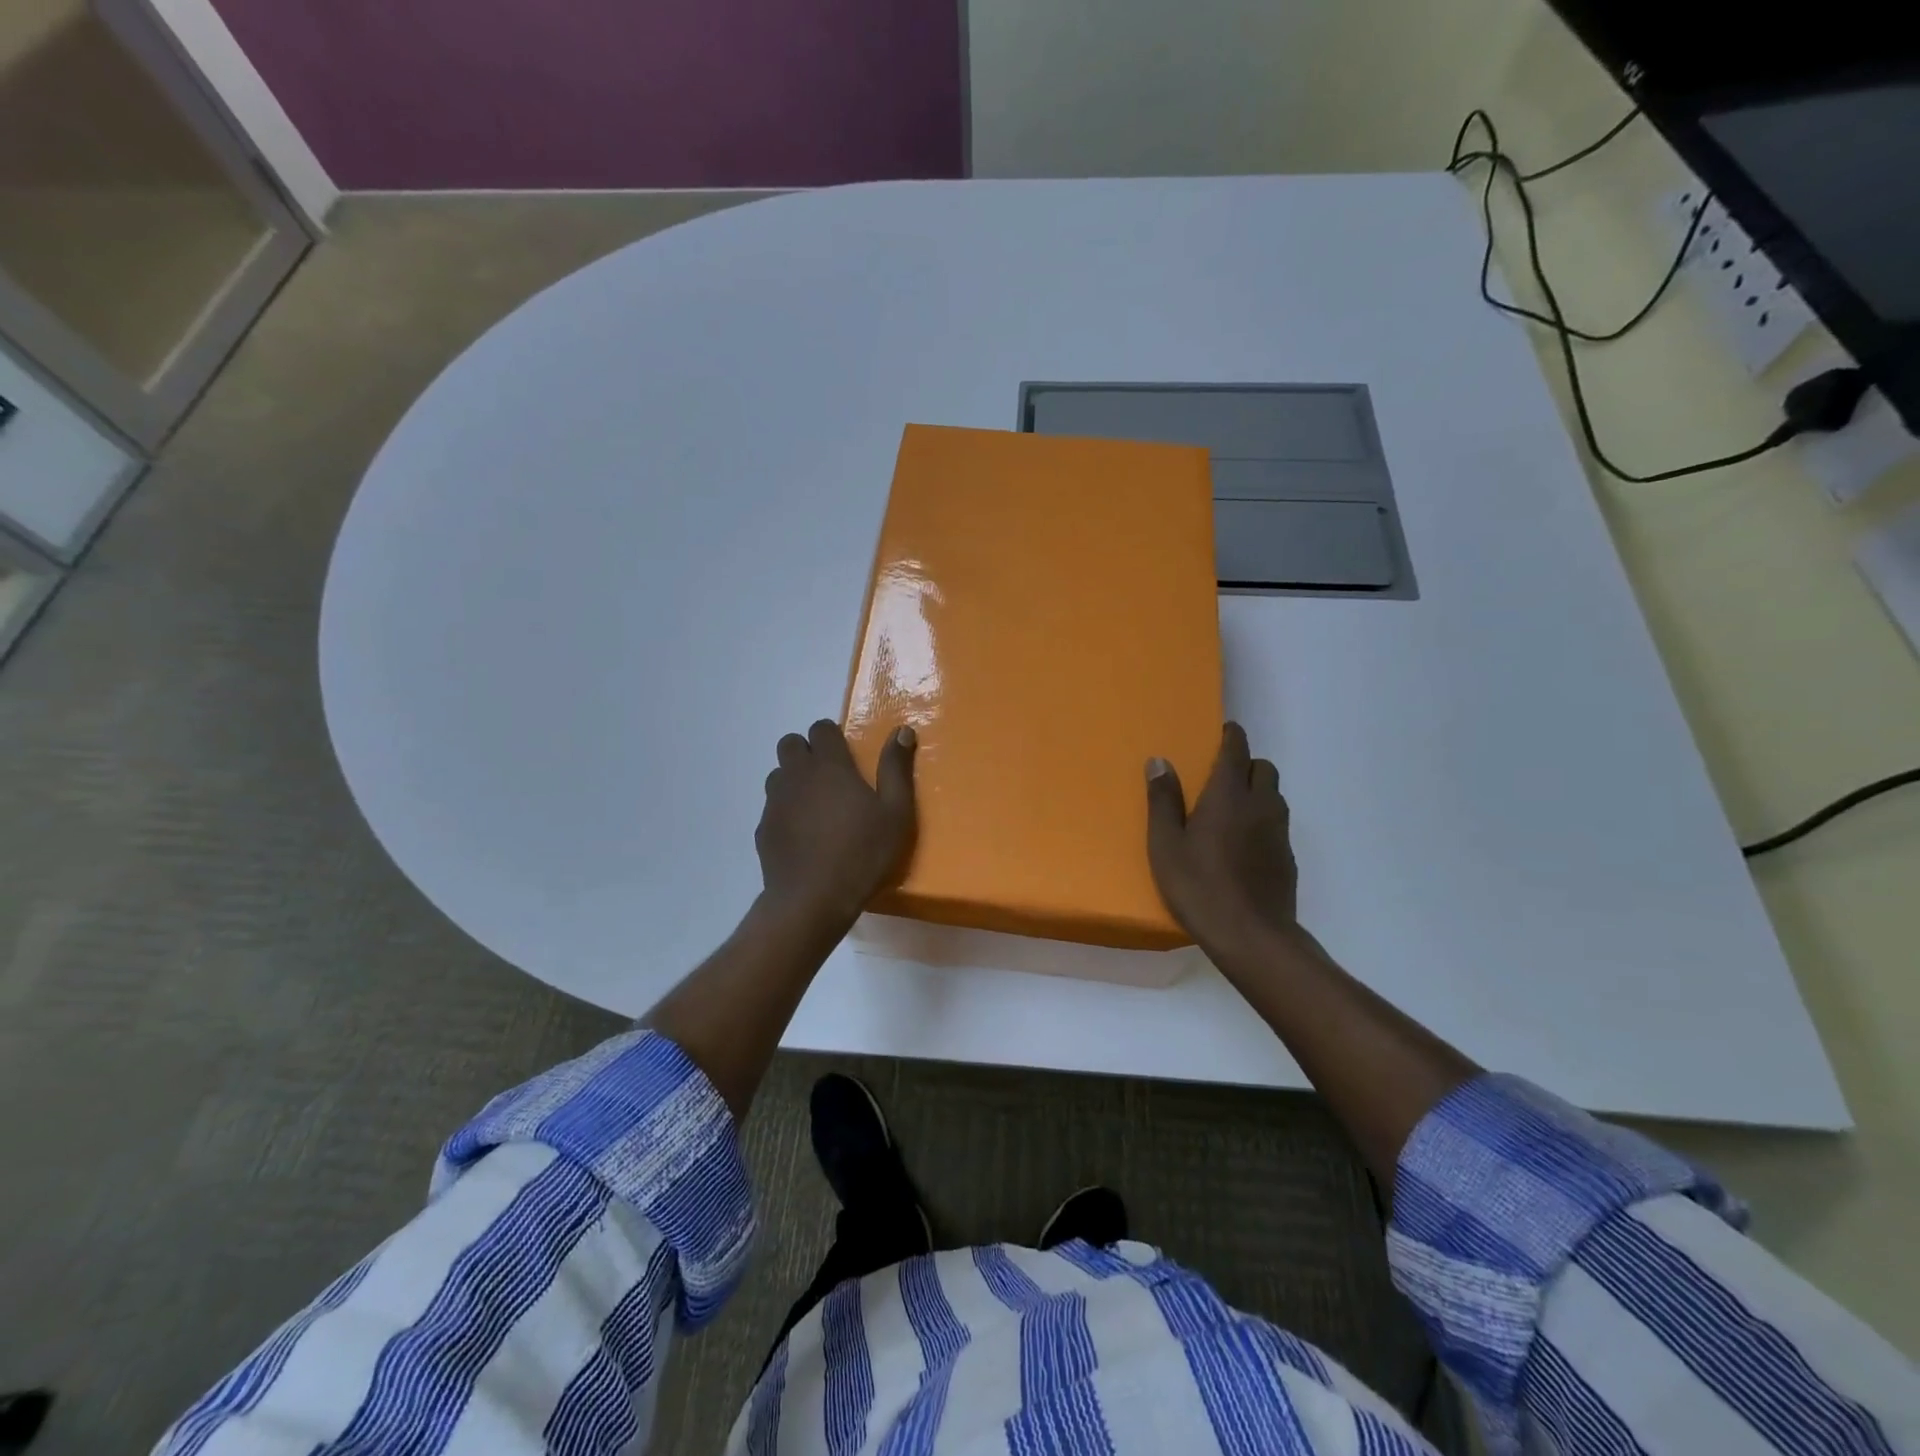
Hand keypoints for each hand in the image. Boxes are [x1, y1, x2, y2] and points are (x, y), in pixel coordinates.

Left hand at [756, 718, 916, 930]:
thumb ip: (896, 768)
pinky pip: (772, 807)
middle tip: (831, 778)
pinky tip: (803, 836)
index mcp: (829, 766)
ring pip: (779, 775)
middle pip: (791, 744)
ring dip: (794, 780)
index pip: (821, 728)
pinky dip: (786, 812)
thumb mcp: (895, 812)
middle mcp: (797, 775)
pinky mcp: (763, 829)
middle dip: (807, 752)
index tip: (847, 757)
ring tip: (816, 807)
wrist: (812, 899)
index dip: (832, 737)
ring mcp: (775, 802)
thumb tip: (902, 731)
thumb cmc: (862, 853)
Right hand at [1146, 722, 1299, 960]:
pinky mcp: (1287, 857)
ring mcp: (1279, 832)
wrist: (1251, 935)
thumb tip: (1159, 761)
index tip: (1224, 730)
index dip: (1232, 736)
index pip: (1237, 750)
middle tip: (1221, 776)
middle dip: (1245, 763)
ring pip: (1274, 795)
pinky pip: (1277, 823)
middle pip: (1263, 768)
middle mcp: (1260, 805)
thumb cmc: (1199, 885)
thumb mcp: (1166, 845)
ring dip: (1257, 790)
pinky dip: (1263, 820)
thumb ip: (1163, 801)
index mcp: (1229, 795)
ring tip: (1231, 808)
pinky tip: (1243, 844)